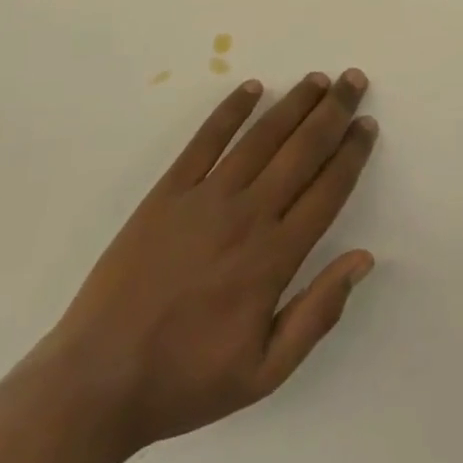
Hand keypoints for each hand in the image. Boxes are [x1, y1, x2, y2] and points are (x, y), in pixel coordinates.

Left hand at [35, 72, 378, 461]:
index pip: (327, 189)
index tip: (367, 124)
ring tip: (317, 79)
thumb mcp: (264, 373)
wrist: (95, 383)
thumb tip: (364, 259)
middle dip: (334, 111)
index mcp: (274, 257)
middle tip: (354, 79)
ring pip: (261, 137)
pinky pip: (205, 140)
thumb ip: (318, 314)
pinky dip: (230, 111)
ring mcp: (205, 199)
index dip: (351, 153)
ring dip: (294, 103)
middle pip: (302, 150)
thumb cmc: (186, 379)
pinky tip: (251, 88)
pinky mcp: (168, 192)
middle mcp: (247, 215)